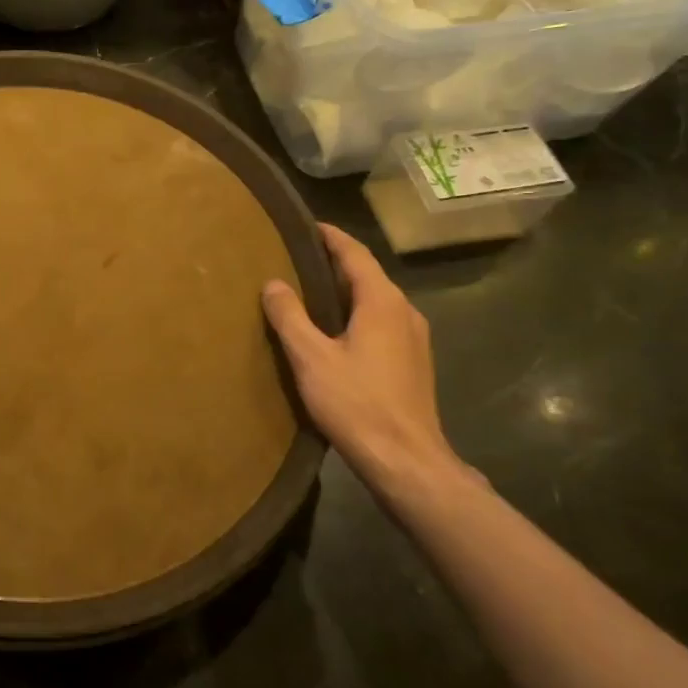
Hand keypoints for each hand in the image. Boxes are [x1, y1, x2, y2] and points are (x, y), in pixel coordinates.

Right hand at [261, 224, 457, 484]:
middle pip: (368, 275)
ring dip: (347, 291)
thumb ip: (290, 316)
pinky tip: (335, 332)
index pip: (355, 254)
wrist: (407, 461)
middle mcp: (404, 311)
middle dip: (335, 263)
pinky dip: (357, 314)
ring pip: (376, 301)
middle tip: (298, 258)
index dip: (331, 237)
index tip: (307, 226)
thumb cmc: (356, 403)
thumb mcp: (311, 357)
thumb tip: (273, 283)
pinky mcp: (414, 363)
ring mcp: (414, 339)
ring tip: (311, 293)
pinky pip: (382, 323)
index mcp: (381, 302)